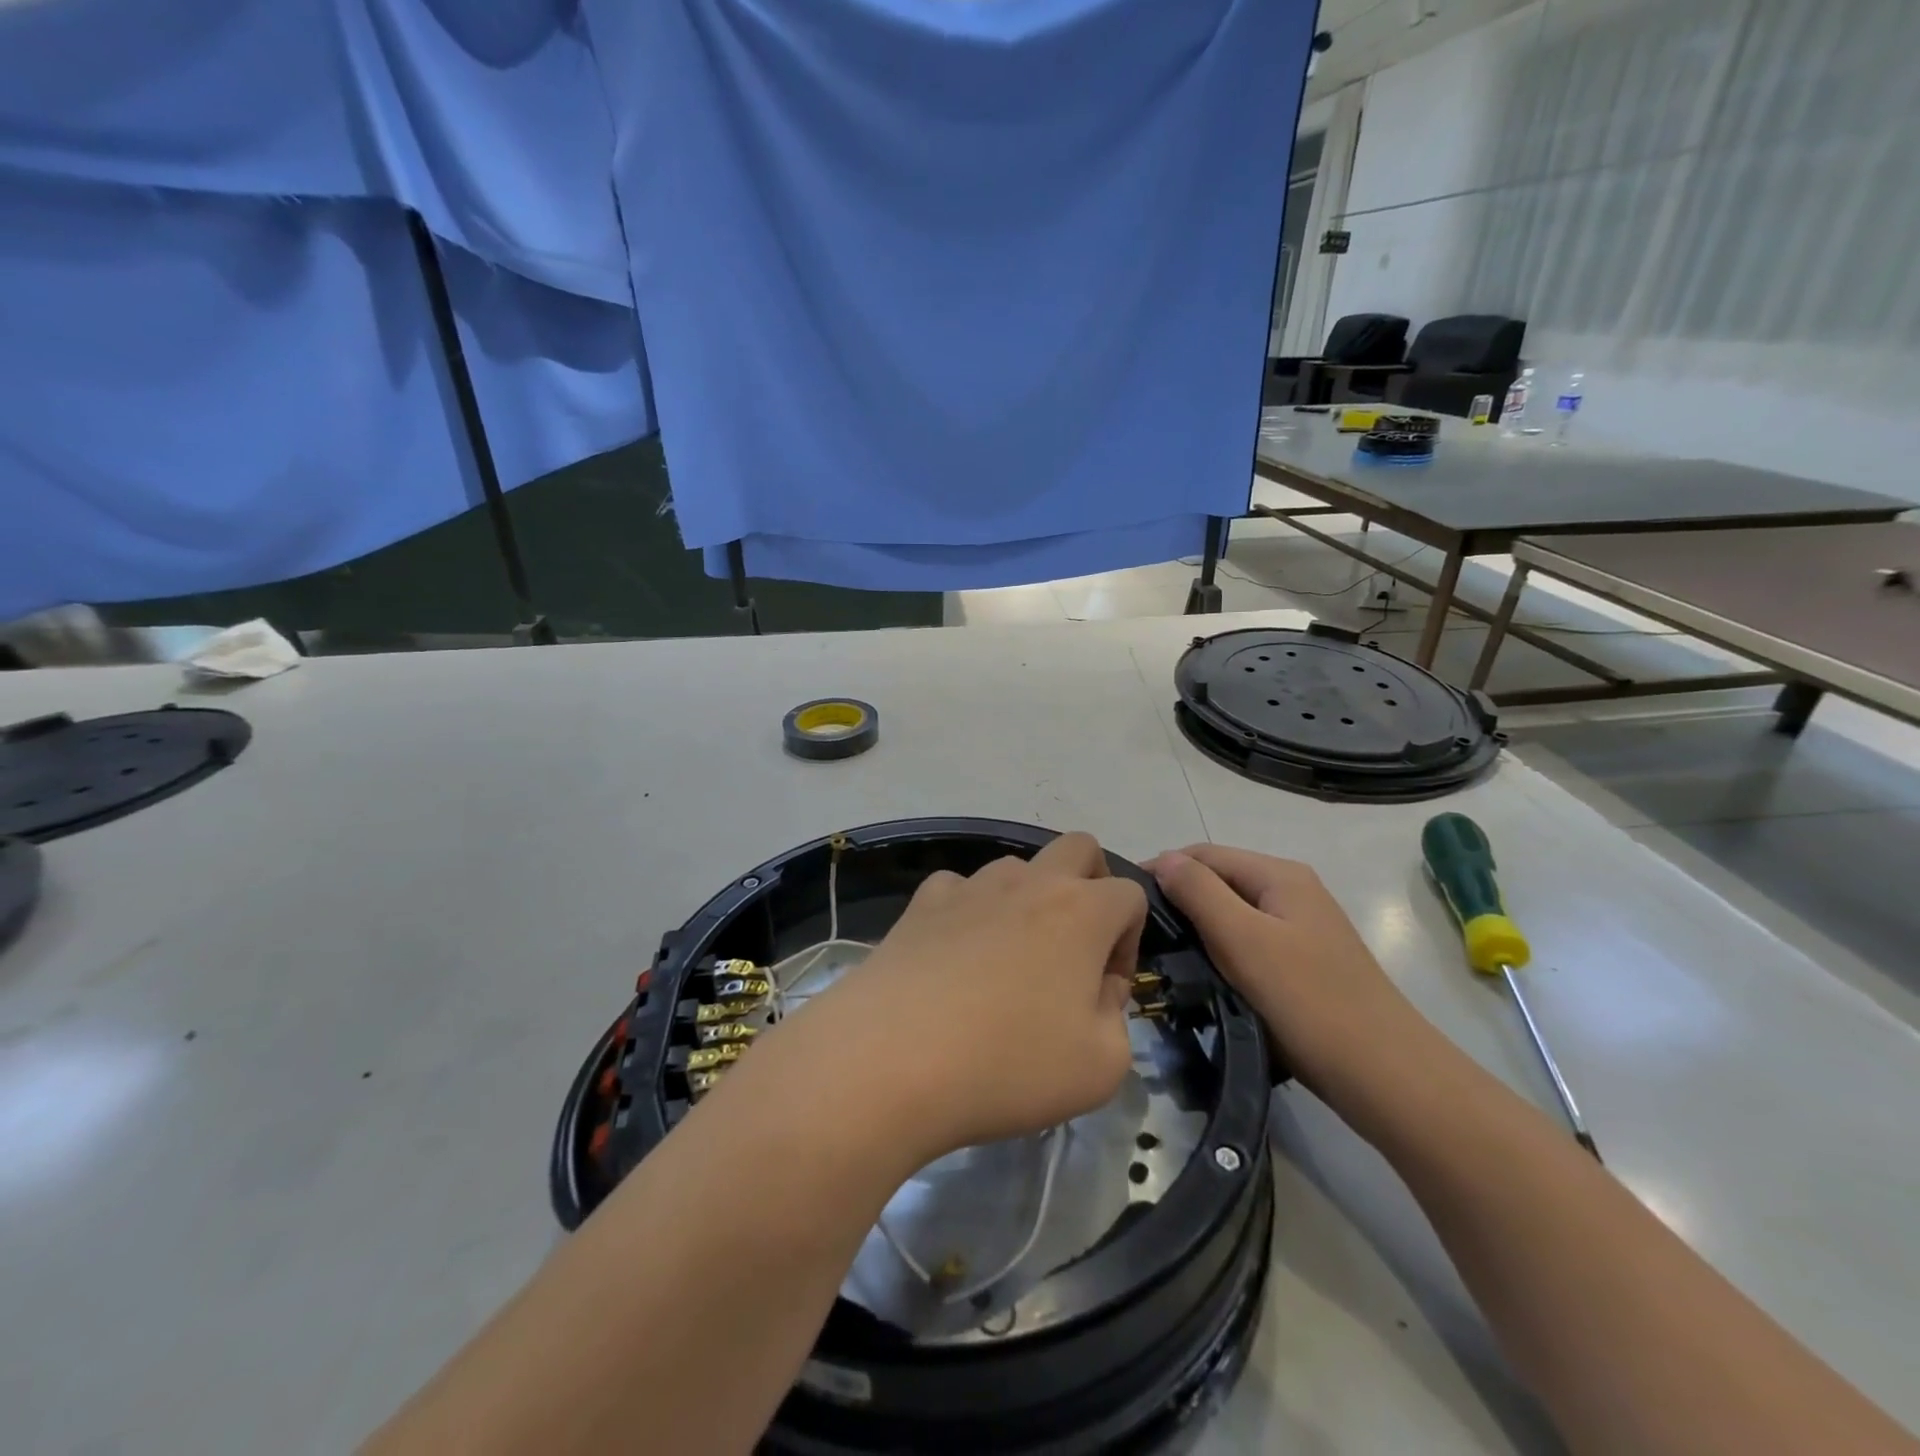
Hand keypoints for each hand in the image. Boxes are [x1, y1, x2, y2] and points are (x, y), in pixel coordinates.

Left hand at [796, 832, 1145, 1163]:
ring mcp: (970, 886)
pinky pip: (958, 889)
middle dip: (1091, 886)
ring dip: (1028, 900)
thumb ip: (1117, 1018)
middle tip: (1075, 947)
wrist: (892, 1058)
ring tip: (1009, 962)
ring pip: (1016, 868)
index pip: (1130, 894)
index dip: (1130, 940)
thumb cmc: (1008, 1064)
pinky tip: (956, 957)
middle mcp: (1029, 882)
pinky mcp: (921, 903)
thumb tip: (1097, 989)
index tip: (1106, 989)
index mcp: (1081, 911)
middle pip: (1079, 848)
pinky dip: (969, 911)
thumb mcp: (1100, 1066)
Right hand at [1146, 844, 1412, 1090]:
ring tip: (1162, 953)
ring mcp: (1301, 928)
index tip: (1124, 902)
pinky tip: (1203, 973)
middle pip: (1220, 880)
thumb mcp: (1244, 940)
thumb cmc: (1308, 1001)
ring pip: (1233, 913)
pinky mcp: (1304, 963)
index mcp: (1280, 875)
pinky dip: (1220, 950)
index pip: (1204, 854)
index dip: (1163, 869)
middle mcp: (1292, 891)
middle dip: (1179, 898)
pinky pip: (1249, 941)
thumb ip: (1200, 893)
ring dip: (1198, 926)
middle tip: (1138, 932)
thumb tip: (1164, 859)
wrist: (1386, 1076)